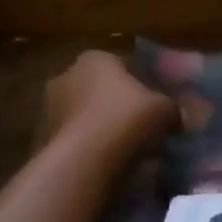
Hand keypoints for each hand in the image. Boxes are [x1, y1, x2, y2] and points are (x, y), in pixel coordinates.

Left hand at [43, 50, 176, 154]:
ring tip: (125, 147)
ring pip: (84, 114)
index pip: (124, 64)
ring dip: (100, 126)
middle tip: (142, 124)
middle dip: (118, 103)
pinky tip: (106, 162)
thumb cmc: (126, 120)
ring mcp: (48, 108)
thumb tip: (180, 114)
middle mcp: (66, 75)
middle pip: (100, 88)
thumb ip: (174, 107)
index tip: (157, 101)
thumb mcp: (165, 109)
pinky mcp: (40, 138)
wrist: (83, 163)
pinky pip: (73, 138)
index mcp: (95, 59)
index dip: (143, 82)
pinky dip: (87, 146)